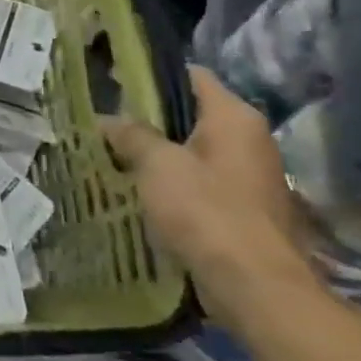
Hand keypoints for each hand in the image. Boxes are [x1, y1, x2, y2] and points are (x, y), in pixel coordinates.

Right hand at [101, 66, 323, 329]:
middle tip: (106, 125)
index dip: (151, 76)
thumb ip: (131, 136)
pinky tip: (142, 192)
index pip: (191, 76)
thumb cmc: (206, 211)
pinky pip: (201, 181)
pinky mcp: (245, 207)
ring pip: (194, 150)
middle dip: (149, 119)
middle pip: (191, 114)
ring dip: (159, 153)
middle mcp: (250, 139)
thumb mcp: (157, 165)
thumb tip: (108, 119)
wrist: (254, 284)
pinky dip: (174, 182)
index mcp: (234, 117)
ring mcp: (251, 175)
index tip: (113, 83)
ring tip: (115, 157)